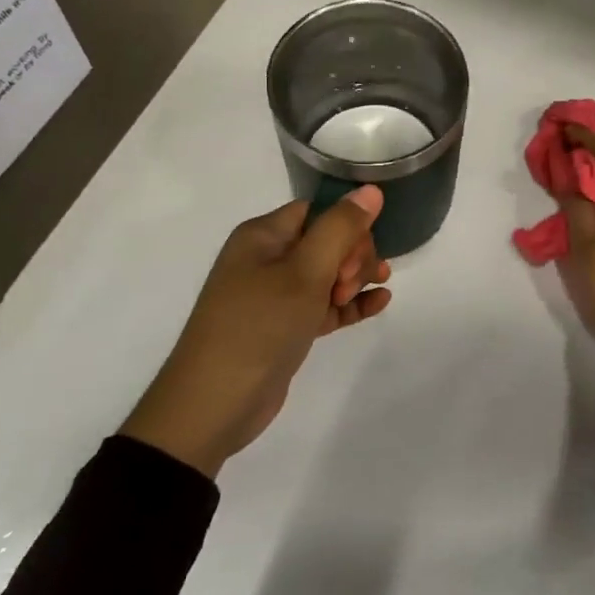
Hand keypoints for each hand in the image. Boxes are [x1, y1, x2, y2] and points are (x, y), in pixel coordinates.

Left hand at [122, 187, 391, 477]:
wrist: (214, 404)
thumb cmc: (259, 326)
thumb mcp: (304, 272)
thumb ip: (340, 229)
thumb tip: (371, 190)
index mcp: (263, 236)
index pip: (317, 211)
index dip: (346, 226)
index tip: (360, 253)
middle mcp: (267, 259)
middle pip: (326, 240)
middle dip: (352, 256)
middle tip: (349, 284)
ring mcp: (275, 296)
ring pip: (328, 273)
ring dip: (356, 278)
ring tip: (379, 290)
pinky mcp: (285, 327)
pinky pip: (325, 305)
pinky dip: (350, 304)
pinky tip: (380, 303)